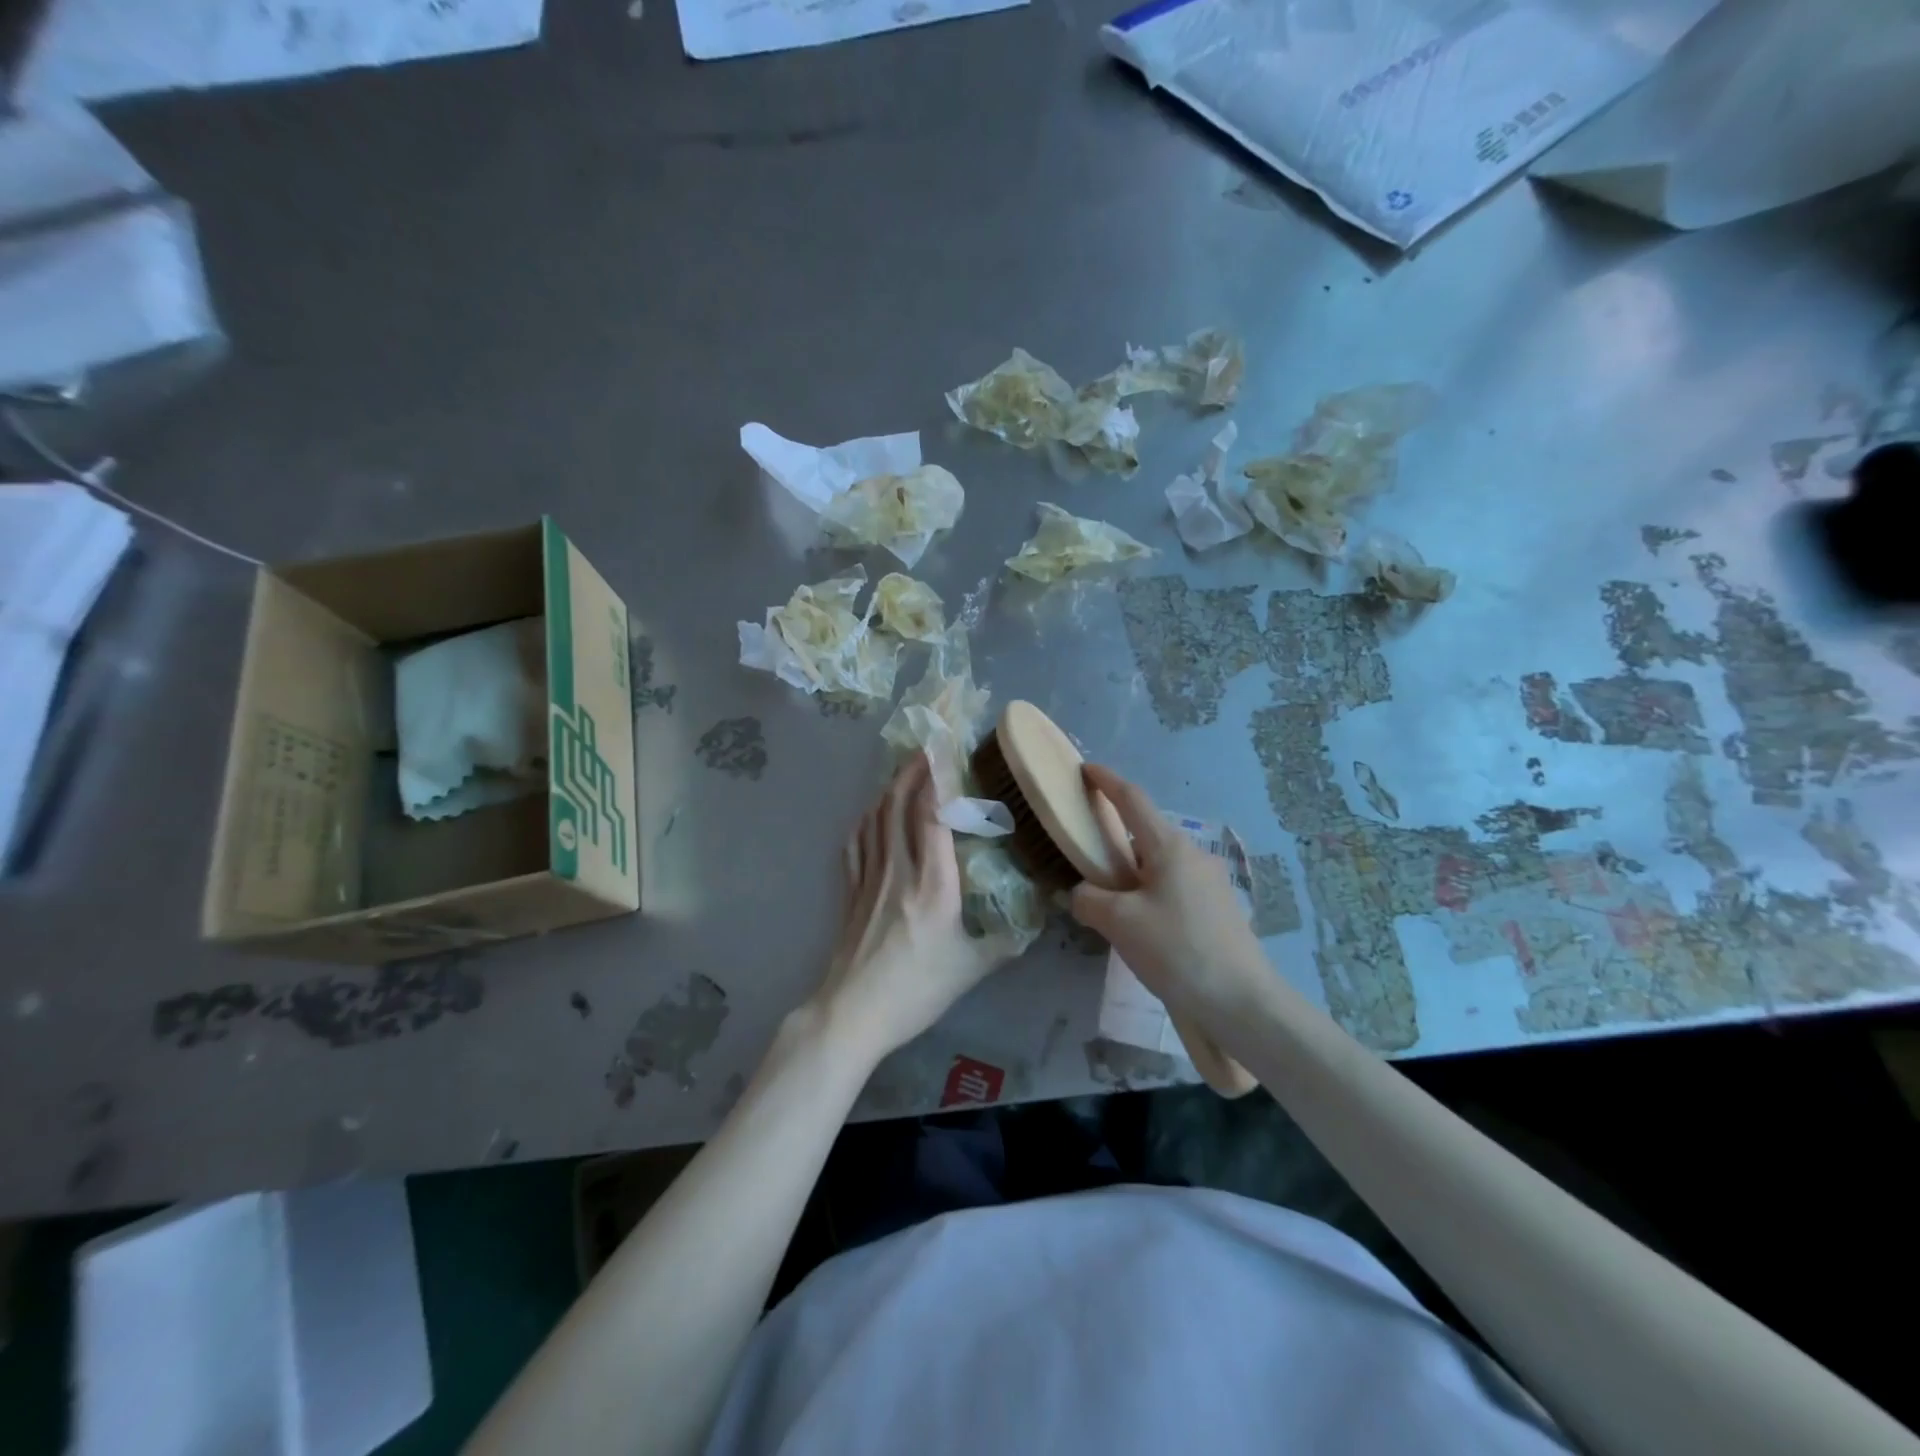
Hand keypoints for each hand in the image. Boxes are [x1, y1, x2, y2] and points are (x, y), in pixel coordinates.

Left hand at [811, 755, 1011, 1061]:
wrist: (852, 1014)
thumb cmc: (916, 991)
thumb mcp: (971, 969)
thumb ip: (1006, 941)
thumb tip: (1037, 920)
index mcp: (933, 884)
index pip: (932, 815)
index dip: (937, 777)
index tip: (944, 747)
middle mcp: (899, 870)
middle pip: (899, 804)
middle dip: (913, 769)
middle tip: (927, 744)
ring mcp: (869, 877)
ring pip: (877, 817)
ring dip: (891, 787)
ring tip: (906, 768)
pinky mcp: (850, 890)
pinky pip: (857, 841)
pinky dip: (868, 817)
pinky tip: (873, 812)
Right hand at [1070, 764, 1271, 1022]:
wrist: (1242, 1003)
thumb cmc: (1176, 950)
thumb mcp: (1119, 923)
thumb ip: (1090, 900)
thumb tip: (1083, 895)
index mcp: (1170, 847)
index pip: (1132, 800)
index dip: (1107, 781)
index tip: (1086, 769)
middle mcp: (1194, 856)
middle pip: (1146, 835)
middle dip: (1117, 841)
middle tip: (1089, 861)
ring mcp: (1212, 884)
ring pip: (1161, 866)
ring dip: (1134, 875)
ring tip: (1112, 906)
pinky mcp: (1220, 911)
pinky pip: (1175, 890)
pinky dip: (1152, 896)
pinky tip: (1143, 929)